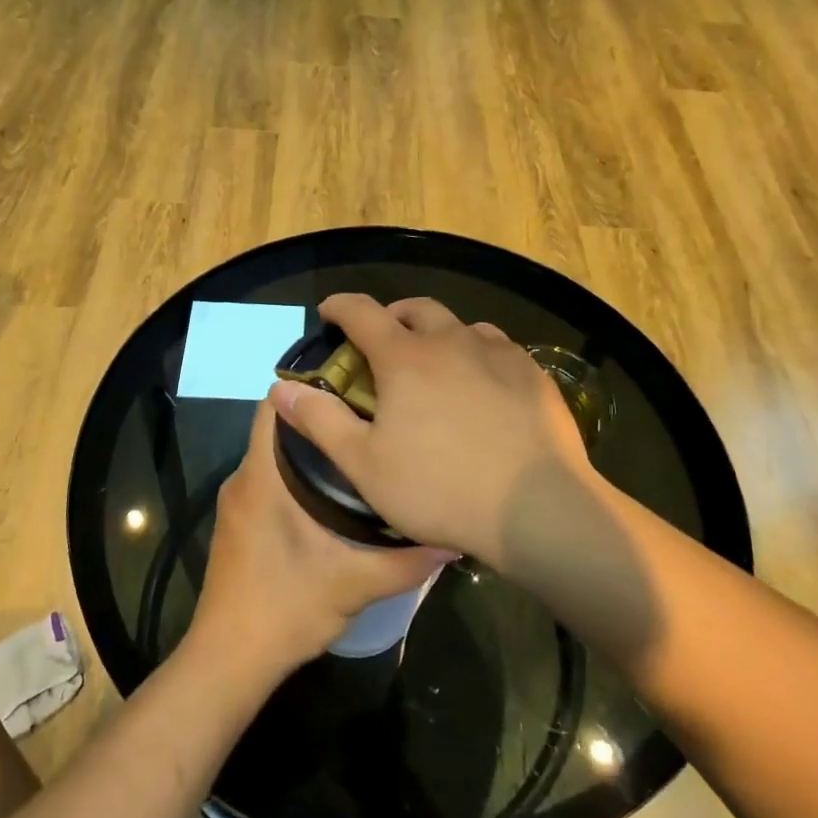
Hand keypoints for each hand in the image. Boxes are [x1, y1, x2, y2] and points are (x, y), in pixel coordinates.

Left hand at [189, 398, 454, 677]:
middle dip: (322, 416)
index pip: (274, 405)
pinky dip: (299, 475)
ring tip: (364, 446)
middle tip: (373, 414)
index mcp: (261, 477)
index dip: (309, 385)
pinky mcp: (241, 525)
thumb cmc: (284, 609)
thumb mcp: (354, 585)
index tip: (355, 381)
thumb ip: (406, 561)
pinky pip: (269, 480)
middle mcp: (243, 480)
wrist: (228, 661)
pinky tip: (338, 491)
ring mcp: (238, 503)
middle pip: (279, 427)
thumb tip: (454, 538)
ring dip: (313, 448)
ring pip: (274, 455)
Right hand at [266, 294, 594, 564]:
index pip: (362, 312)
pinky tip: (484, 386)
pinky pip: (498, 348)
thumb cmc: (440, 489)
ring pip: (462, 326)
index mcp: (405, 358)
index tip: (329, 312)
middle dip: (392, 317)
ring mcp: (499, 354)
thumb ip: (320, 421)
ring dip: (439, 335)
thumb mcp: (365, 464)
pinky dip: (478, 355)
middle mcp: (452, 341)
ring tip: (436, 365)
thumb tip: (278, 389)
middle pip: (416, 309)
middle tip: (383, 343)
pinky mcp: (534, 374)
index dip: (340, 307)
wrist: (538, 510)